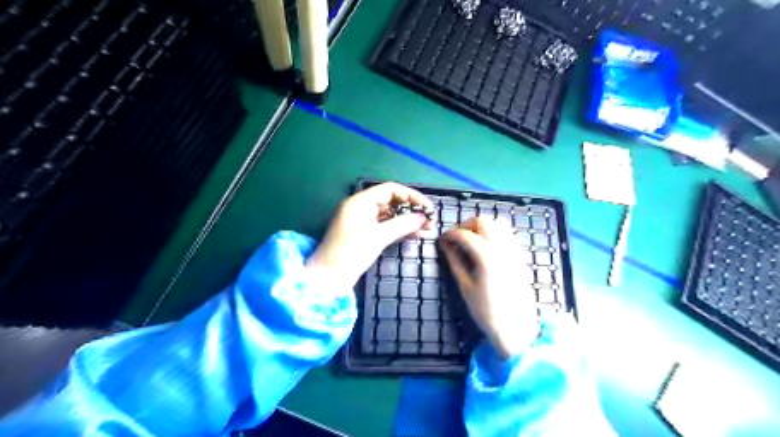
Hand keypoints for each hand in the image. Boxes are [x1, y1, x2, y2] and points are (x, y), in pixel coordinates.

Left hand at [307, 183, 434, 292]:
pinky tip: (417, 235)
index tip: (428, 208)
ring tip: (428, 229)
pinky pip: (387, 229)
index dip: (411, 196)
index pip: (391, 190)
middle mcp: (363, 209)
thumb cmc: (349, 254)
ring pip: (391, 217)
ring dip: (409, 221)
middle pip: (392, 202)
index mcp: (360, 202)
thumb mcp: (377, 237)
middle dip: (412, 210)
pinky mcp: (367, 237)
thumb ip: (402, 224)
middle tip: (430, 221)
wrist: (327, 280)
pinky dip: (401, 231)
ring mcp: (364, 223)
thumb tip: (422, 217)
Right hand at [441, 216, 539, 357]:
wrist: (516, 327)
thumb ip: (454, 261)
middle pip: (483, 221)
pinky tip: (484, 247)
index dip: (450, 234)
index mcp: (486, 256)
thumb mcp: (465, 286)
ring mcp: (513, 250)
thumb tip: (445, 245)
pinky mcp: (519, 256)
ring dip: (481, 227)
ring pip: (497, 223)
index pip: (464, 234)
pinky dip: (493, 232)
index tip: (442, 240)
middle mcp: (502, 247)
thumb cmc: (486, 311)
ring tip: (470, 241)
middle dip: (466, 225)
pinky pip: (506, 234)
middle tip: (456, 239)